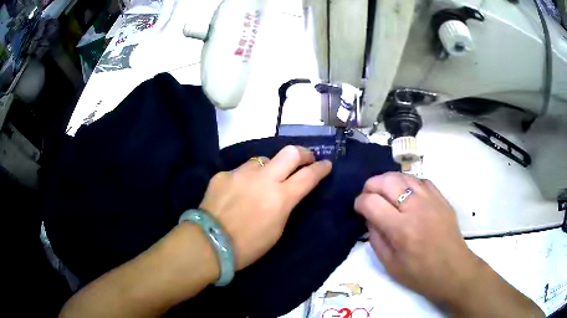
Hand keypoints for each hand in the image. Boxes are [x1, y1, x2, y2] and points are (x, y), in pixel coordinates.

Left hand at [199, 145, 331, 269]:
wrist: (209, 243)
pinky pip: (240, 172)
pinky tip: (237, 192)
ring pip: (262, 160)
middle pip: (290, 152)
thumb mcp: (277, 229)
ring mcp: (241, 173)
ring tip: (263, 181)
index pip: (309, 175)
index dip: (321, 168)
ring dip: (269, 168)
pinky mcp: (223, 174)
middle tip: (306, 158)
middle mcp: (263, 178)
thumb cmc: (248, 246)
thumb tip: (287, 191)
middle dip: (303, 153)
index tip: (326, 164)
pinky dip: (245, 179)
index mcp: (280, 197)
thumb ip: (285, 205)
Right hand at [354, 172, 477, 304]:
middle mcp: (415, 208)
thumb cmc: (420, 274)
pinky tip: (406, 194)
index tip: (359, 209)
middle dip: (371, 185)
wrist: (452, 270)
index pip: (371, 202)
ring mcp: (431, 199)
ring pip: (403, 176)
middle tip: (369, 197)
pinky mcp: (441, 198)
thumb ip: (375, 238)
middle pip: (386, 181)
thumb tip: (369, 218)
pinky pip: (420, 180)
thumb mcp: (390, 264)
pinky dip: (408, 183)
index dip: (359, 202)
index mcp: (401, 229)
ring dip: (388, 181)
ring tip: (385, 193)